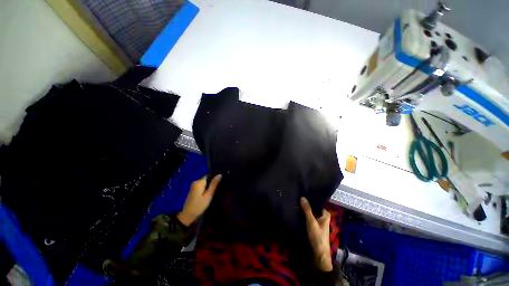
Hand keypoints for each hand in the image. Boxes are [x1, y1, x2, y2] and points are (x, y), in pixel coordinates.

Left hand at [177, 175, 221, 225]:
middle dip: (212, 182)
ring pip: (204, 183)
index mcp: (199, 182)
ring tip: (215, 190)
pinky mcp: (193, 190)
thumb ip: (214, 184)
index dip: (215, 178)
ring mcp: (193, 186)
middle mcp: (196, 181)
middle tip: (219, 187)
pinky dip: (205, 188)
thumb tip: (219, 174)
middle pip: (207, 178)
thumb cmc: (199, 205)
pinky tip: (209, 193)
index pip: (209, 175)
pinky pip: (201, 186)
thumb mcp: (209, 195)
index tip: (221, 182)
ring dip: (209, 186)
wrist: (187, 215)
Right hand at [300, 197, 332, 271]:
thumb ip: (307, 209)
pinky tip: (298, 213)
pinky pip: (308, 218)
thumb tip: (302, 197)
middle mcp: (323, 217)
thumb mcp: (311, 221)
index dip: (310, 199)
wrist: (318, 254)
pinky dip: (304, 216)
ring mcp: (318, 222)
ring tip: (296, 204)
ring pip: (310, 213)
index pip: (317, 203)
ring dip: (304, 211)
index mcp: (326, 214)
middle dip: (306, 205)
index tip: (302, 194)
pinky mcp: (314, 227)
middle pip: (313, 208)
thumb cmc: (317, 236)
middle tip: (297, 199)